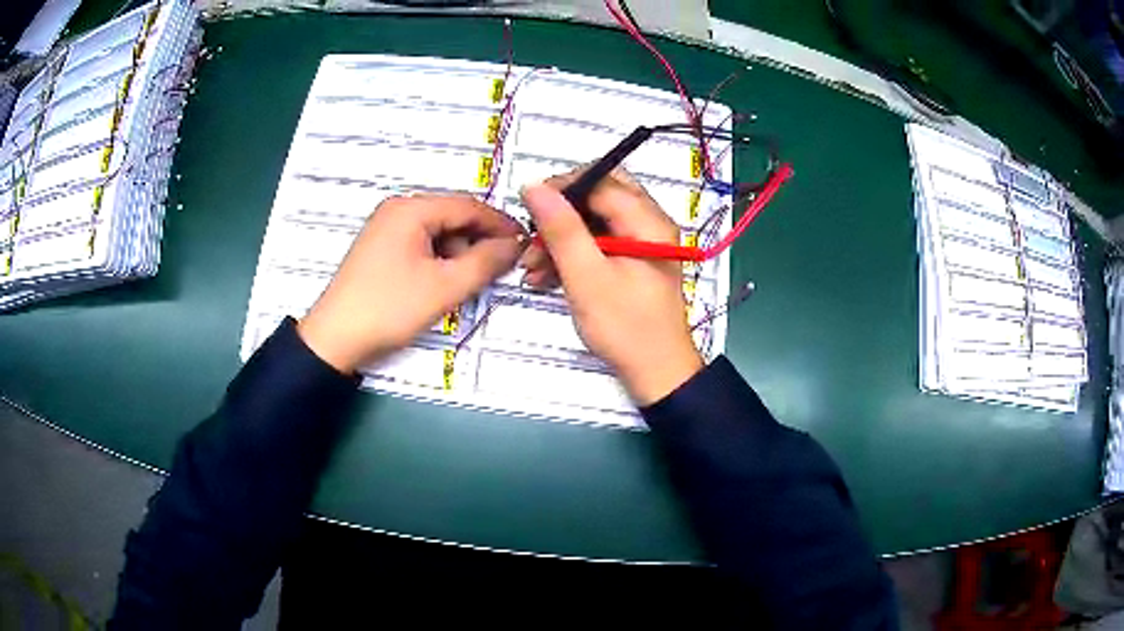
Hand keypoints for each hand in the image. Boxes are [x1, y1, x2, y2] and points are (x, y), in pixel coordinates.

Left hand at [298, 194, 522, 373]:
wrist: (336, 338)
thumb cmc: (390, 308)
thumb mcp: (445, 287)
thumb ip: (486, 261)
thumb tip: (515, 244)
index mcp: (411, 209)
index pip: (469, 206)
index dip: (501, 224)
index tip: (526, 243)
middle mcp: (398, 209)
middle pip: (452, 217)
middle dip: (479, 241)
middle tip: (500, 268)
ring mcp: (386, 228)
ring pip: (438, 232)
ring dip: (459, 253)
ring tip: (469, 282)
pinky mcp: (381, 248)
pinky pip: (421, 244)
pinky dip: (440, 260)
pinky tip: (444, 283)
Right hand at [521, 171, 702, 405]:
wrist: (656, 373)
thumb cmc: (625, 327)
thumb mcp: (587, 277)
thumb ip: (561, 229)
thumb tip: (534, 186)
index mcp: (648, 220)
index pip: (601, 181)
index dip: (562, 188)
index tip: (528, 207)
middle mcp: (649, 223)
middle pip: (598, 196)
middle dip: (560, 214)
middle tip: (532, 235)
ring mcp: (641, 242)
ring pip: (594, 221)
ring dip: (560, 238)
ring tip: (531, 267)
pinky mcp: (632, 261)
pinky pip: (598, 243)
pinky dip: (572, 255)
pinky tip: (545, 277)